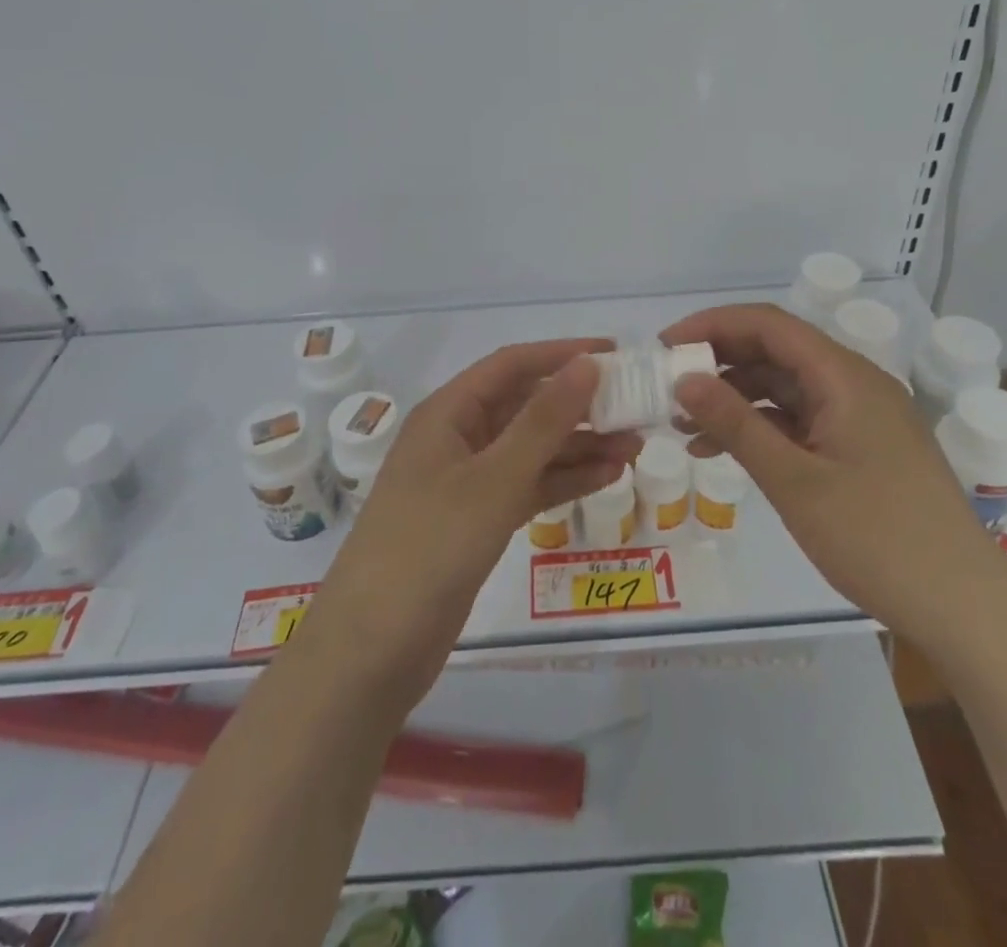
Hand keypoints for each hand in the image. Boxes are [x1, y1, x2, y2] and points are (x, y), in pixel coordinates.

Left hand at [300, 340, 638, 711]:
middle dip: (578, 406)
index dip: (562, 354)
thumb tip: (587, 363)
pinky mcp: (477, 521)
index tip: (615, 354)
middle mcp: (457, 438)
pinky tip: (606, 478)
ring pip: (531, 449)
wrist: (372, 651)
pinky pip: (528, 486)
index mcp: (448, 413)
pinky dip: (563, 481)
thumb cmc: (429, 547)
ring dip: (578, 445)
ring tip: (633, 447)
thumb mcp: (493, 479)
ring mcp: (467, 482)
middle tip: (634, 409)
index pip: (512, 365)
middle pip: (525, 406)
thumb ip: (543, 421)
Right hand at [662, 303, 1006, 647]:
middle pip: (776, 352)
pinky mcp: (863, 448)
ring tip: (685, 426)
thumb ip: (736, 424)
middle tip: (667, 386)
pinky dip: (762, 429)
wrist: (965, 608)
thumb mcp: (794, 481)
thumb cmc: (877, 538)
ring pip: (786, 388)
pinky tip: (724, 452)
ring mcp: (861, 417)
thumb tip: (684, 378)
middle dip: (719, 362)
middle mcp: (855, 384)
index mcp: (845, 376)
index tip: (664, 347)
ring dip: (736, 399)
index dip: (712, 326)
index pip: (768, 325)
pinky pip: (802, 421)